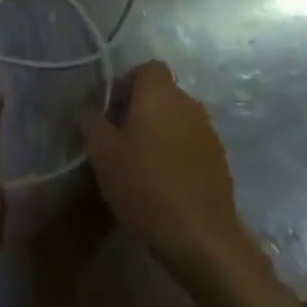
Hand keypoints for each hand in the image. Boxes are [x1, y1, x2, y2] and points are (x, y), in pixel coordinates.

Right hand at [79, 61, 259, 286]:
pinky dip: (176, 154)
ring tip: (138, 164)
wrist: (202, 239)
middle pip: (161, 94)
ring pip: (176, 120)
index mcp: (160, 93)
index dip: (126, 83)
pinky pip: (191, 144)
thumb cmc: (146, 186)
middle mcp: (189, 104)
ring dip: (159, 133)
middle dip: (139, 110)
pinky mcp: (219, 162)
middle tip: (117, 139)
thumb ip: (91, 124)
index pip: (146, 68)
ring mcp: (208, 133)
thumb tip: (87, 110)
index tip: (110, 110)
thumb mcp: (103, 154)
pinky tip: (162, 183)